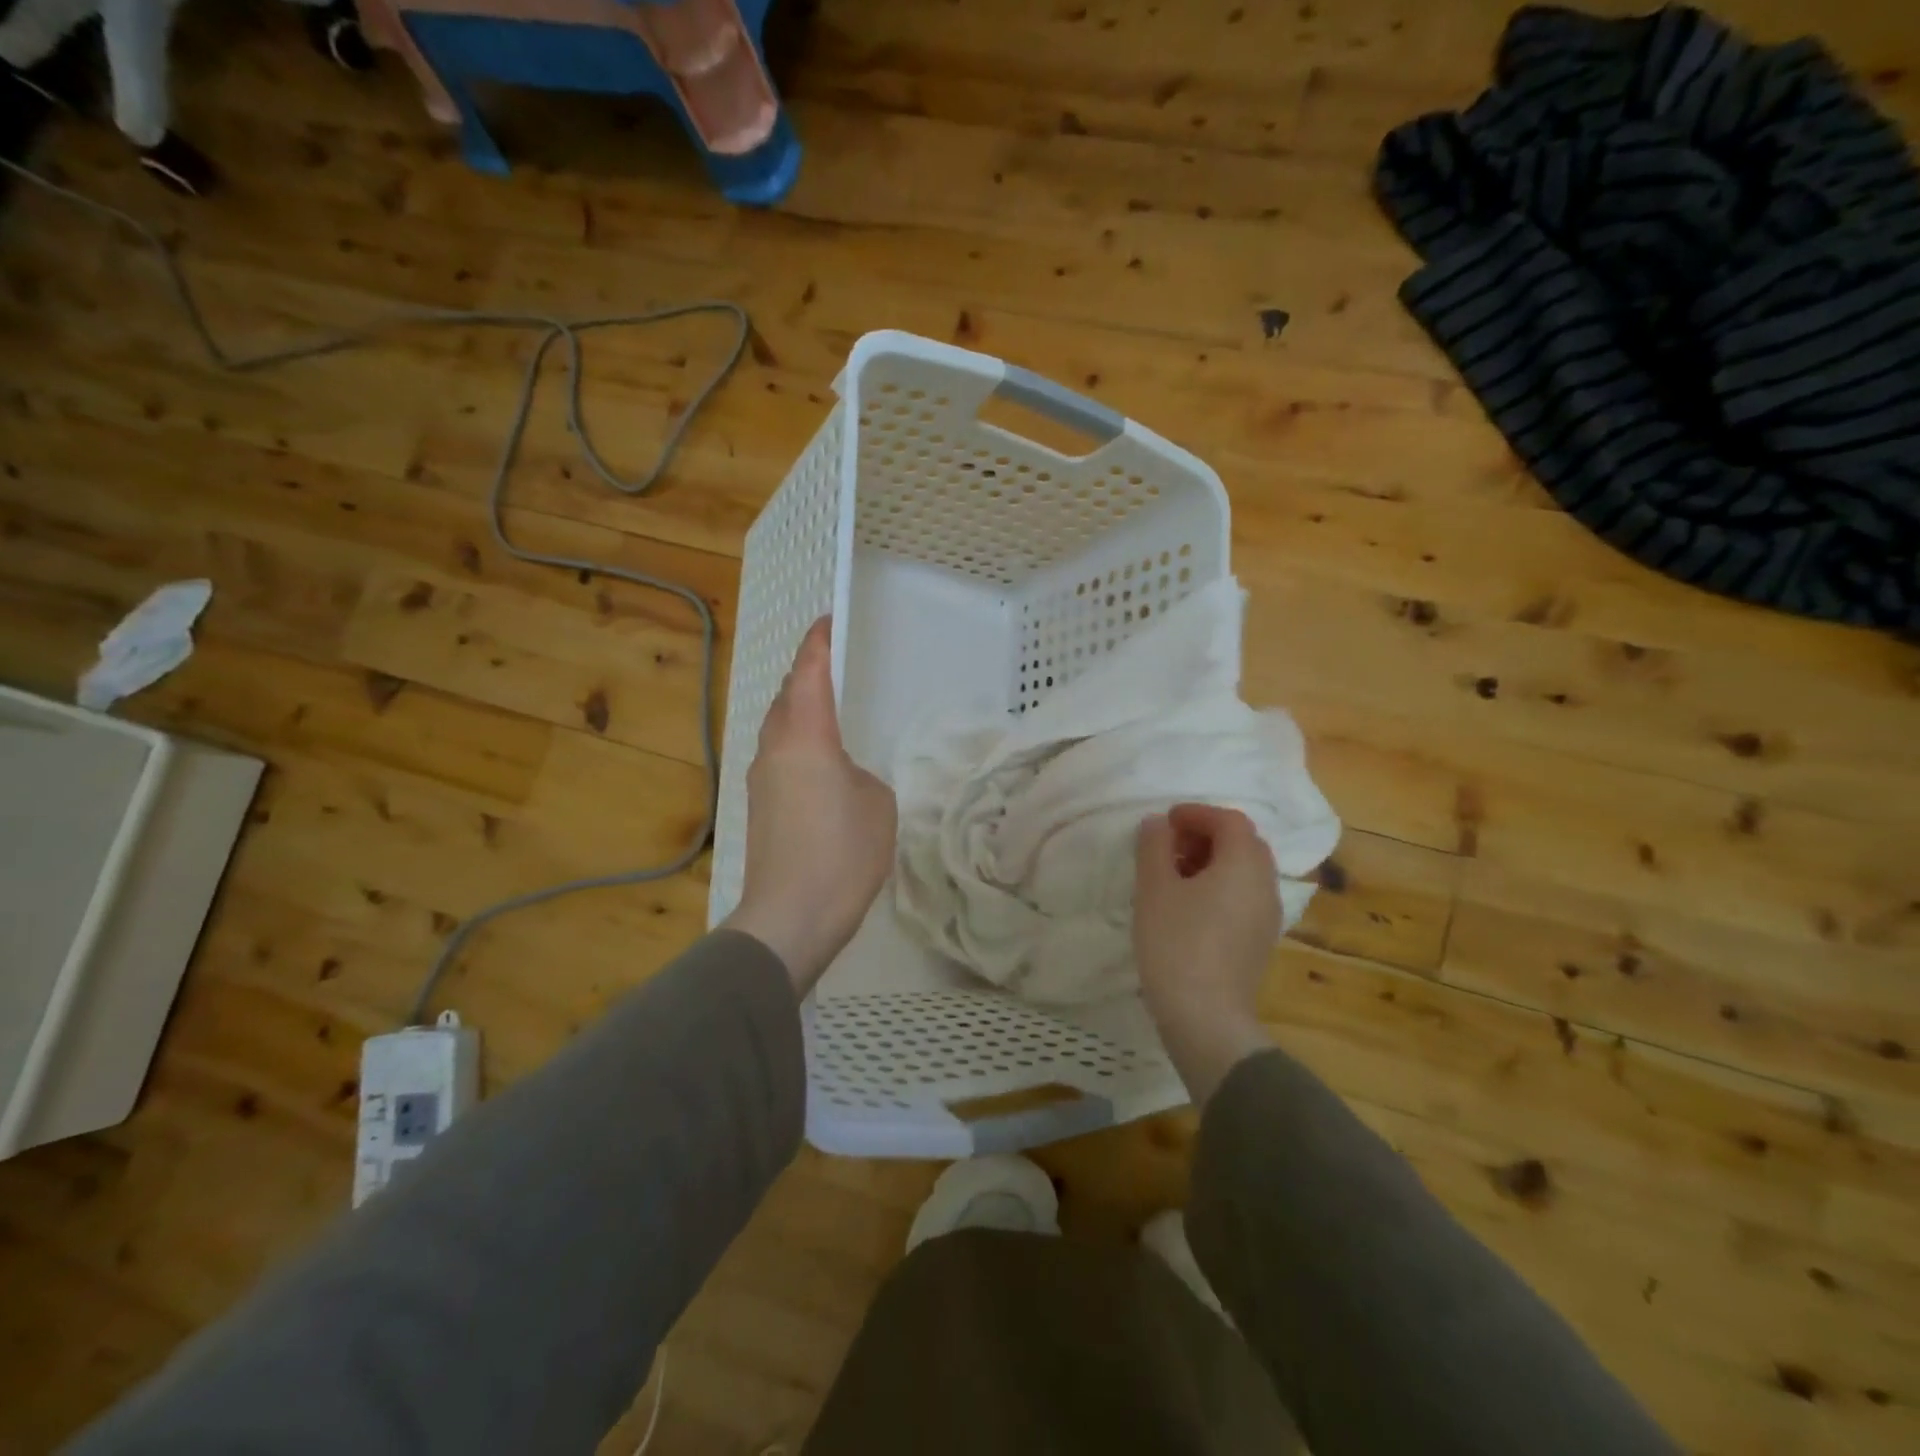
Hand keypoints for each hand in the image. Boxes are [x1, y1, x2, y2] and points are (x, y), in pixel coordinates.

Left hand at [723, 618, 896, 992]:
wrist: (791, 915)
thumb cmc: (843, 852)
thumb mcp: (877, 803)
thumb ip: (860, 775)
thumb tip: (840, 778)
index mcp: (806, 737)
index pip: (808, 673)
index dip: (818, 643)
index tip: (828, 621)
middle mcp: (774, 749)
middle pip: (785, 696)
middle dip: (806, 676)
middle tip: (833, 668)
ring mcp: (760, 779)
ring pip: (778, 727)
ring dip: (798, 711)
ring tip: (827, 714)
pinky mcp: (758, 807)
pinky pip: (778, 756)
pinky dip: (796, 743)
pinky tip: (818, 765)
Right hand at [1133, 803, 1278, 1100]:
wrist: (1205, 1017)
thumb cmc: (1176, 943)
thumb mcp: (1155, 888)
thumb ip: (1154, 846)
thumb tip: (1158, 823)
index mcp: (1244, 863)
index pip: (1229, 820)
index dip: (1196, 813)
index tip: (1165, 822)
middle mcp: (1265, 884)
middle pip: (1243, 843)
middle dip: (1206, 836)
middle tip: (1169, 847)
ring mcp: (1268, 915)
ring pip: (1245, 871)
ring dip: (1212, 862)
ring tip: (1173, 876)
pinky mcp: (1260, 941)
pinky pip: (1244, 897)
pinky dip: (1220, 887)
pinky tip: (1189, 907)